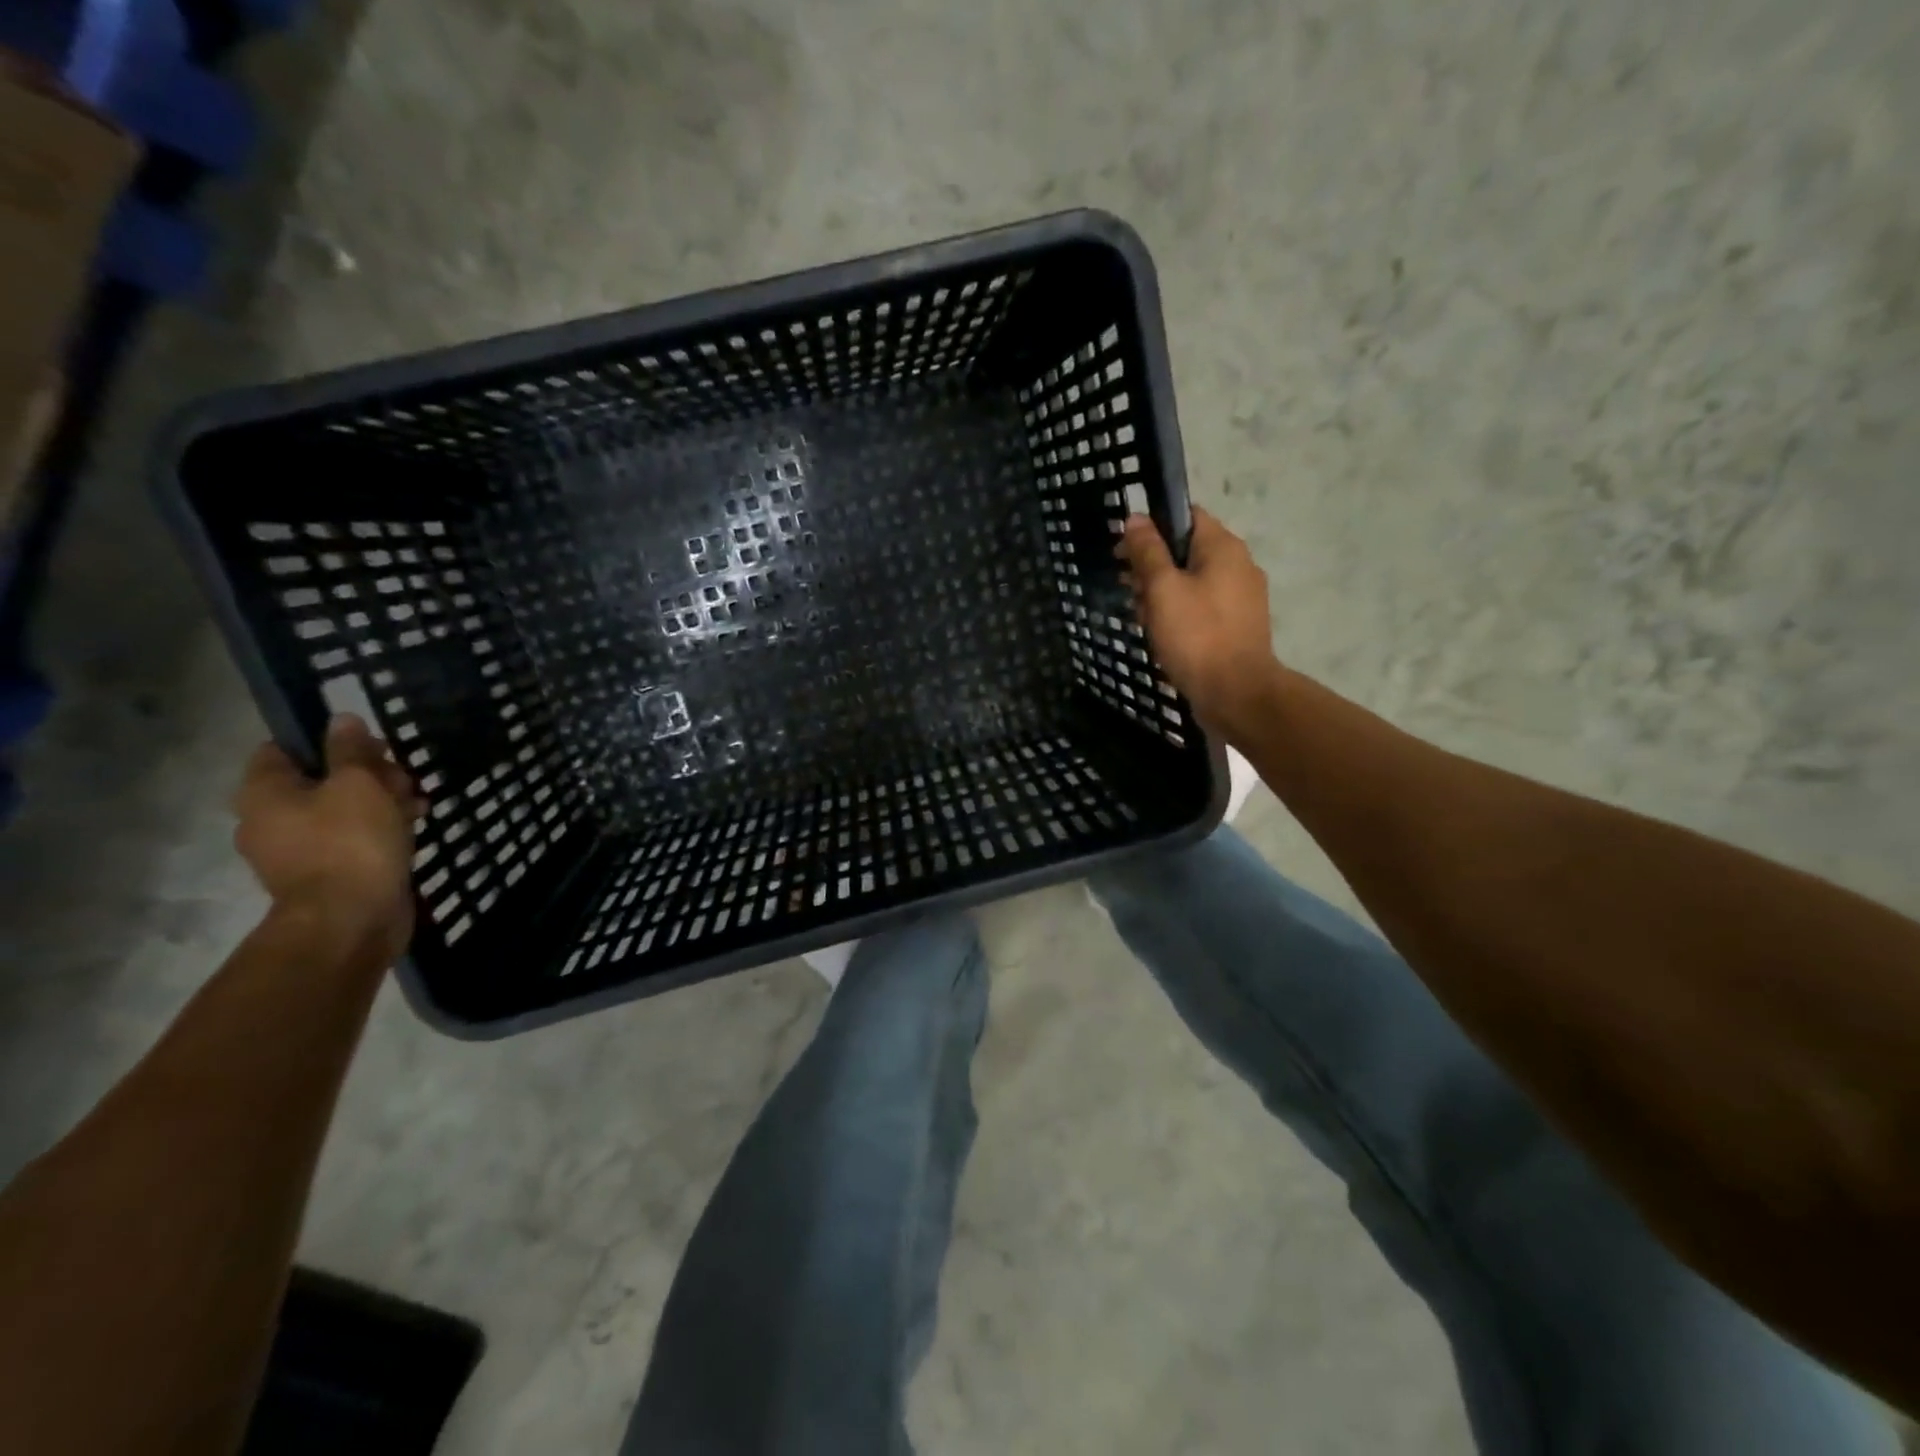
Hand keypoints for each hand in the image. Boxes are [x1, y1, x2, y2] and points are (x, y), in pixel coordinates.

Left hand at [233, 715, 423, 962]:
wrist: (351, 920)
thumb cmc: (350, 842)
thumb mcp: (358, 784)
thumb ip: (351, 750)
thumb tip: (341, 719)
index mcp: (265, 793)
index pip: (283, 748)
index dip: (327, 740)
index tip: (370, 745)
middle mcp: (270, 820)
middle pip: (319, 779)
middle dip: (366, 774)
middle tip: (404, 778)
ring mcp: (297, 851)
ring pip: (341, 810)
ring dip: (380, 802)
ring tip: (418, 804)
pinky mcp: (328, 874)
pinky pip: (352, 839)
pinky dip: (380, 830)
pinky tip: (413, 828)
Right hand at [1117, 508, 1280, 729]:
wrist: (1236, 694)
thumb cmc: (1196, 636)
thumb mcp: (1162, 589)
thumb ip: (1148, 552)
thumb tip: (1136, 518)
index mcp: (1223, 548)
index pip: (1186, 516)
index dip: (1152, 527)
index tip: (1125, 550)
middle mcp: (1239, 565)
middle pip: (1187, 551)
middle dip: (1152, 566)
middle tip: (1127, 589)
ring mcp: (1241, 598)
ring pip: (1192, 581)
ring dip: (1162, 594)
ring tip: (1140, 617)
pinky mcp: (1238, 625)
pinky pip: (1202, 607)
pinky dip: (1180, 614)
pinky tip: (1162, 634)